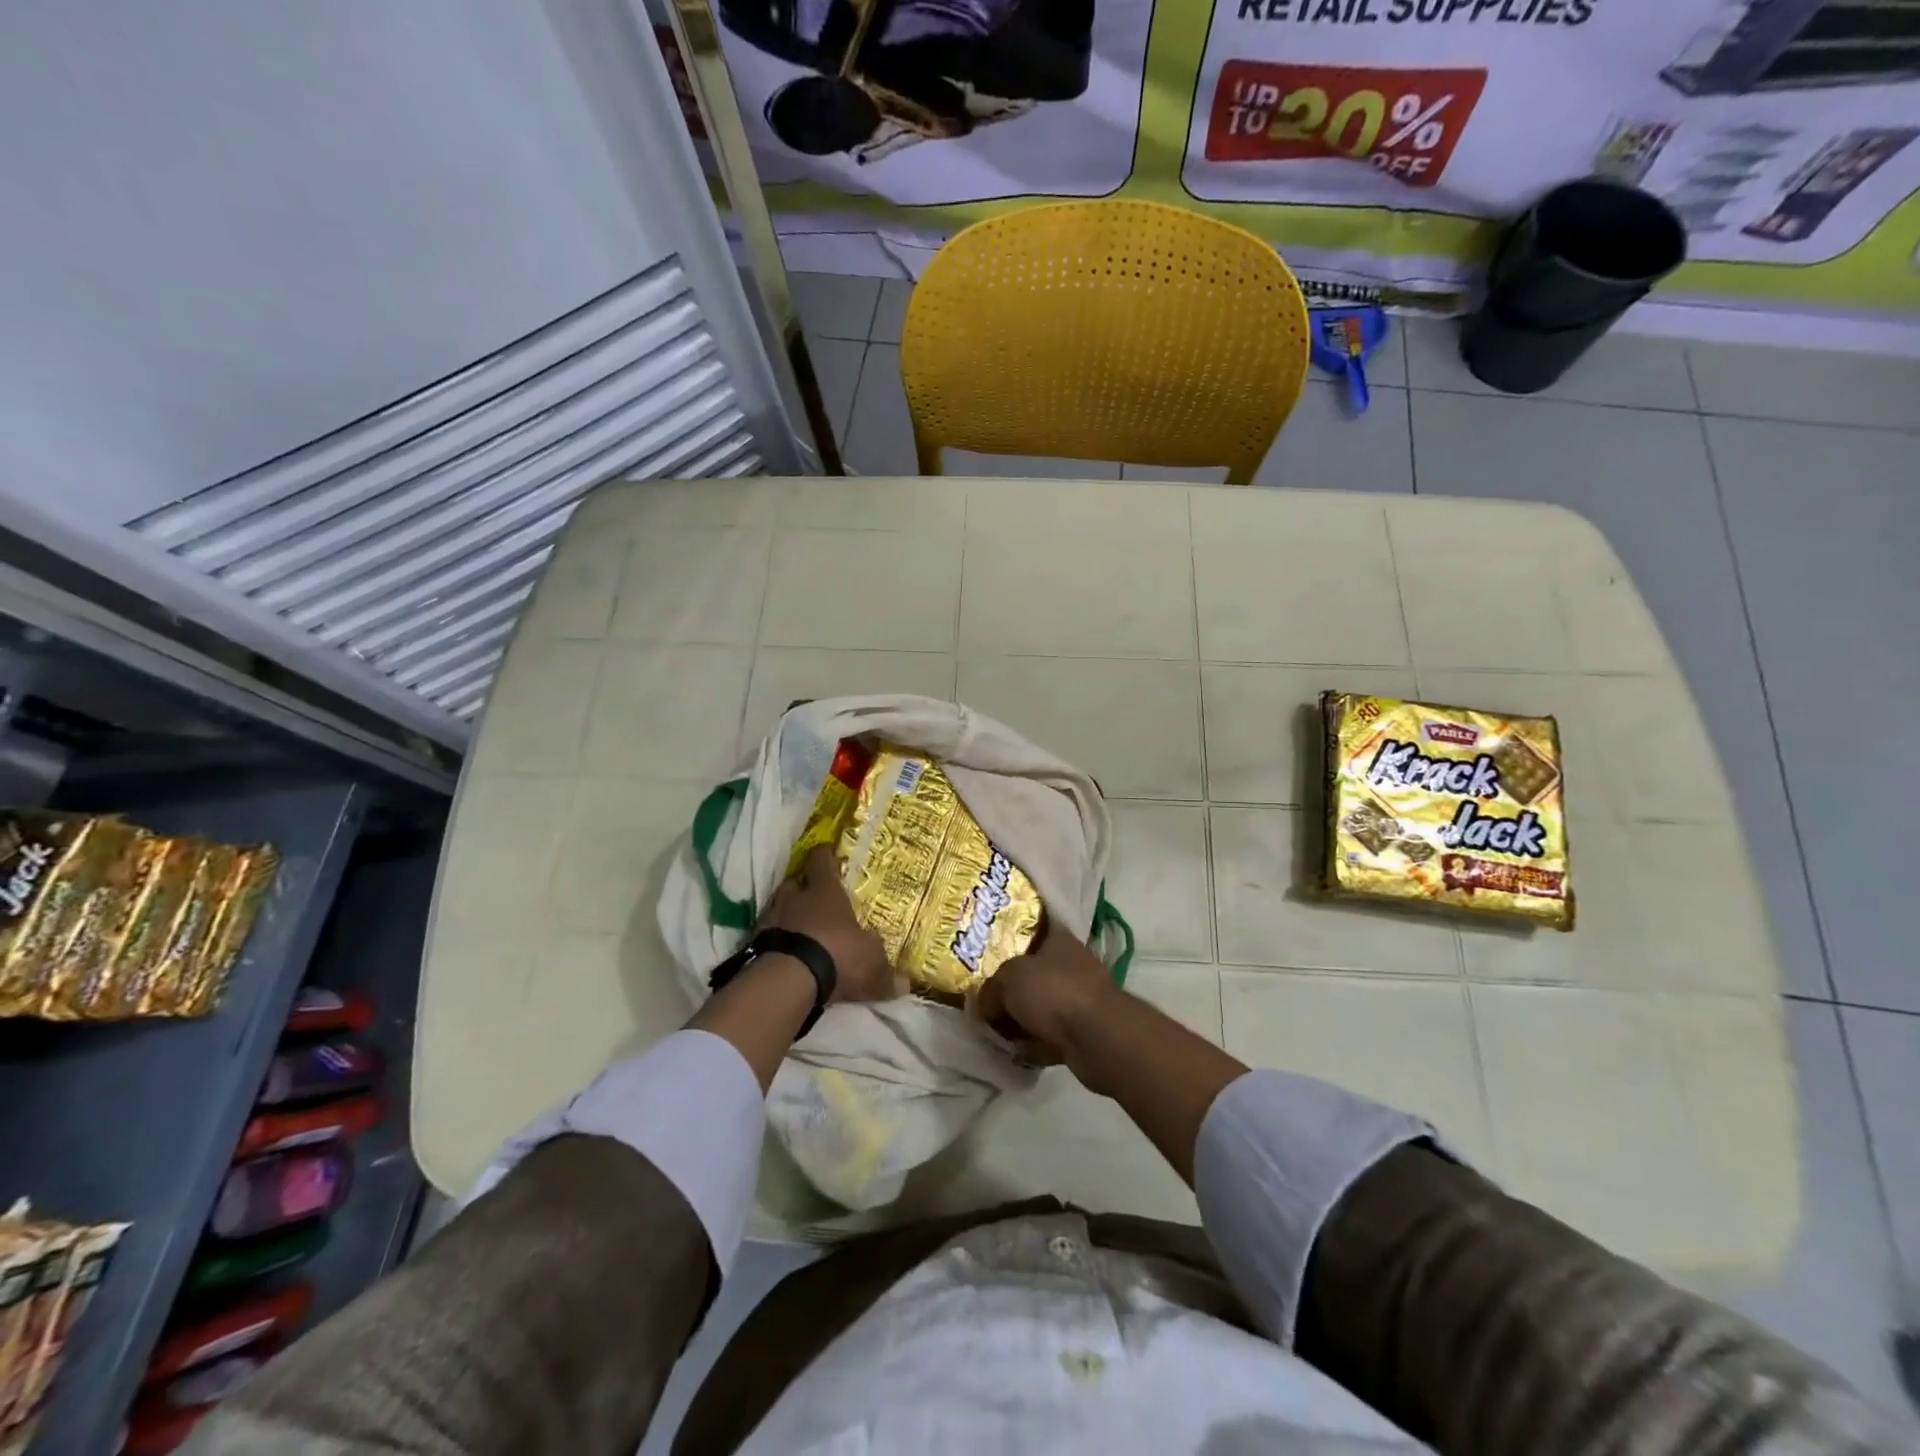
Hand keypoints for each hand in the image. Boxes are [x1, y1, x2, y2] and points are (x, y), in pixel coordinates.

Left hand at [758, 846, 903, 1004]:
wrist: (788, 979)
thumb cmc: (837, 954)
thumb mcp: (871, 964)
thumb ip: (886, 973)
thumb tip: (906, 985)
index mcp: (825, 891)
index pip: (821, 861)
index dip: (824, 855)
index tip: (827, 852)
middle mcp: (795, 898)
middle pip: (794, 883)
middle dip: (802, 888)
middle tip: (812, 897)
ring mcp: (771, 919)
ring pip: (777, 907)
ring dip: (786, 914)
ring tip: (798, 927)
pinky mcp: (754, 944)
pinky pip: (766, 935)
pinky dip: (774, 940)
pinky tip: (784, 953)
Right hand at [971, 925, 1120, 1090]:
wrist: (1097, 1037)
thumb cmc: (1053, 991)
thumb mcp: (1009, 978)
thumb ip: (992, 988)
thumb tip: (984, 1004)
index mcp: (1060, 940)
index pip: (1035, 931)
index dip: (1012, 941)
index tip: (991, 956)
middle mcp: (1074, 965)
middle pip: (1036, 972)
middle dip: (1014, 988)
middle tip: (988, 1000)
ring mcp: (1082, 998)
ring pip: (1044, 1005)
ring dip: (1024, 1018)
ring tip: (998, 1030)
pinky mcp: (1085, 1030)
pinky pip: (1052, 1033)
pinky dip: (1036, 1042)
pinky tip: (1017, 1050)